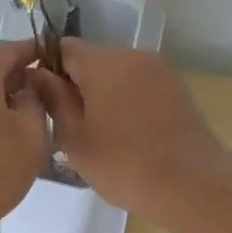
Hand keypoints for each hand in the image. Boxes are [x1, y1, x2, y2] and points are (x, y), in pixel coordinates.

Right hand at [28, 42, 226, 220]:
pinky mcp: (176, 89)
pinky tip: (123, 135)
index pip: (63, 48)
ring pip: (116, 73)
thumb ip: (54, 100)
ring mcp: (160, 71)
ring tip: (95, 133)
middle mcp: (134, 56)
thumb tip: (38, 75)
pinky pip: (138, 86)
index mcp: (105, 62)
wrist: (193, 185)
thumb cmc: (125, 164)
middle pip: (91, 59)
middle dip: (75, 84)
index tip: (41, 100)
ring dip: (101, 94)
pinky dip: (125, 101)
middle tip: (66, 124)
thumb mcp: (75, 139)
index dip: (46, 69)